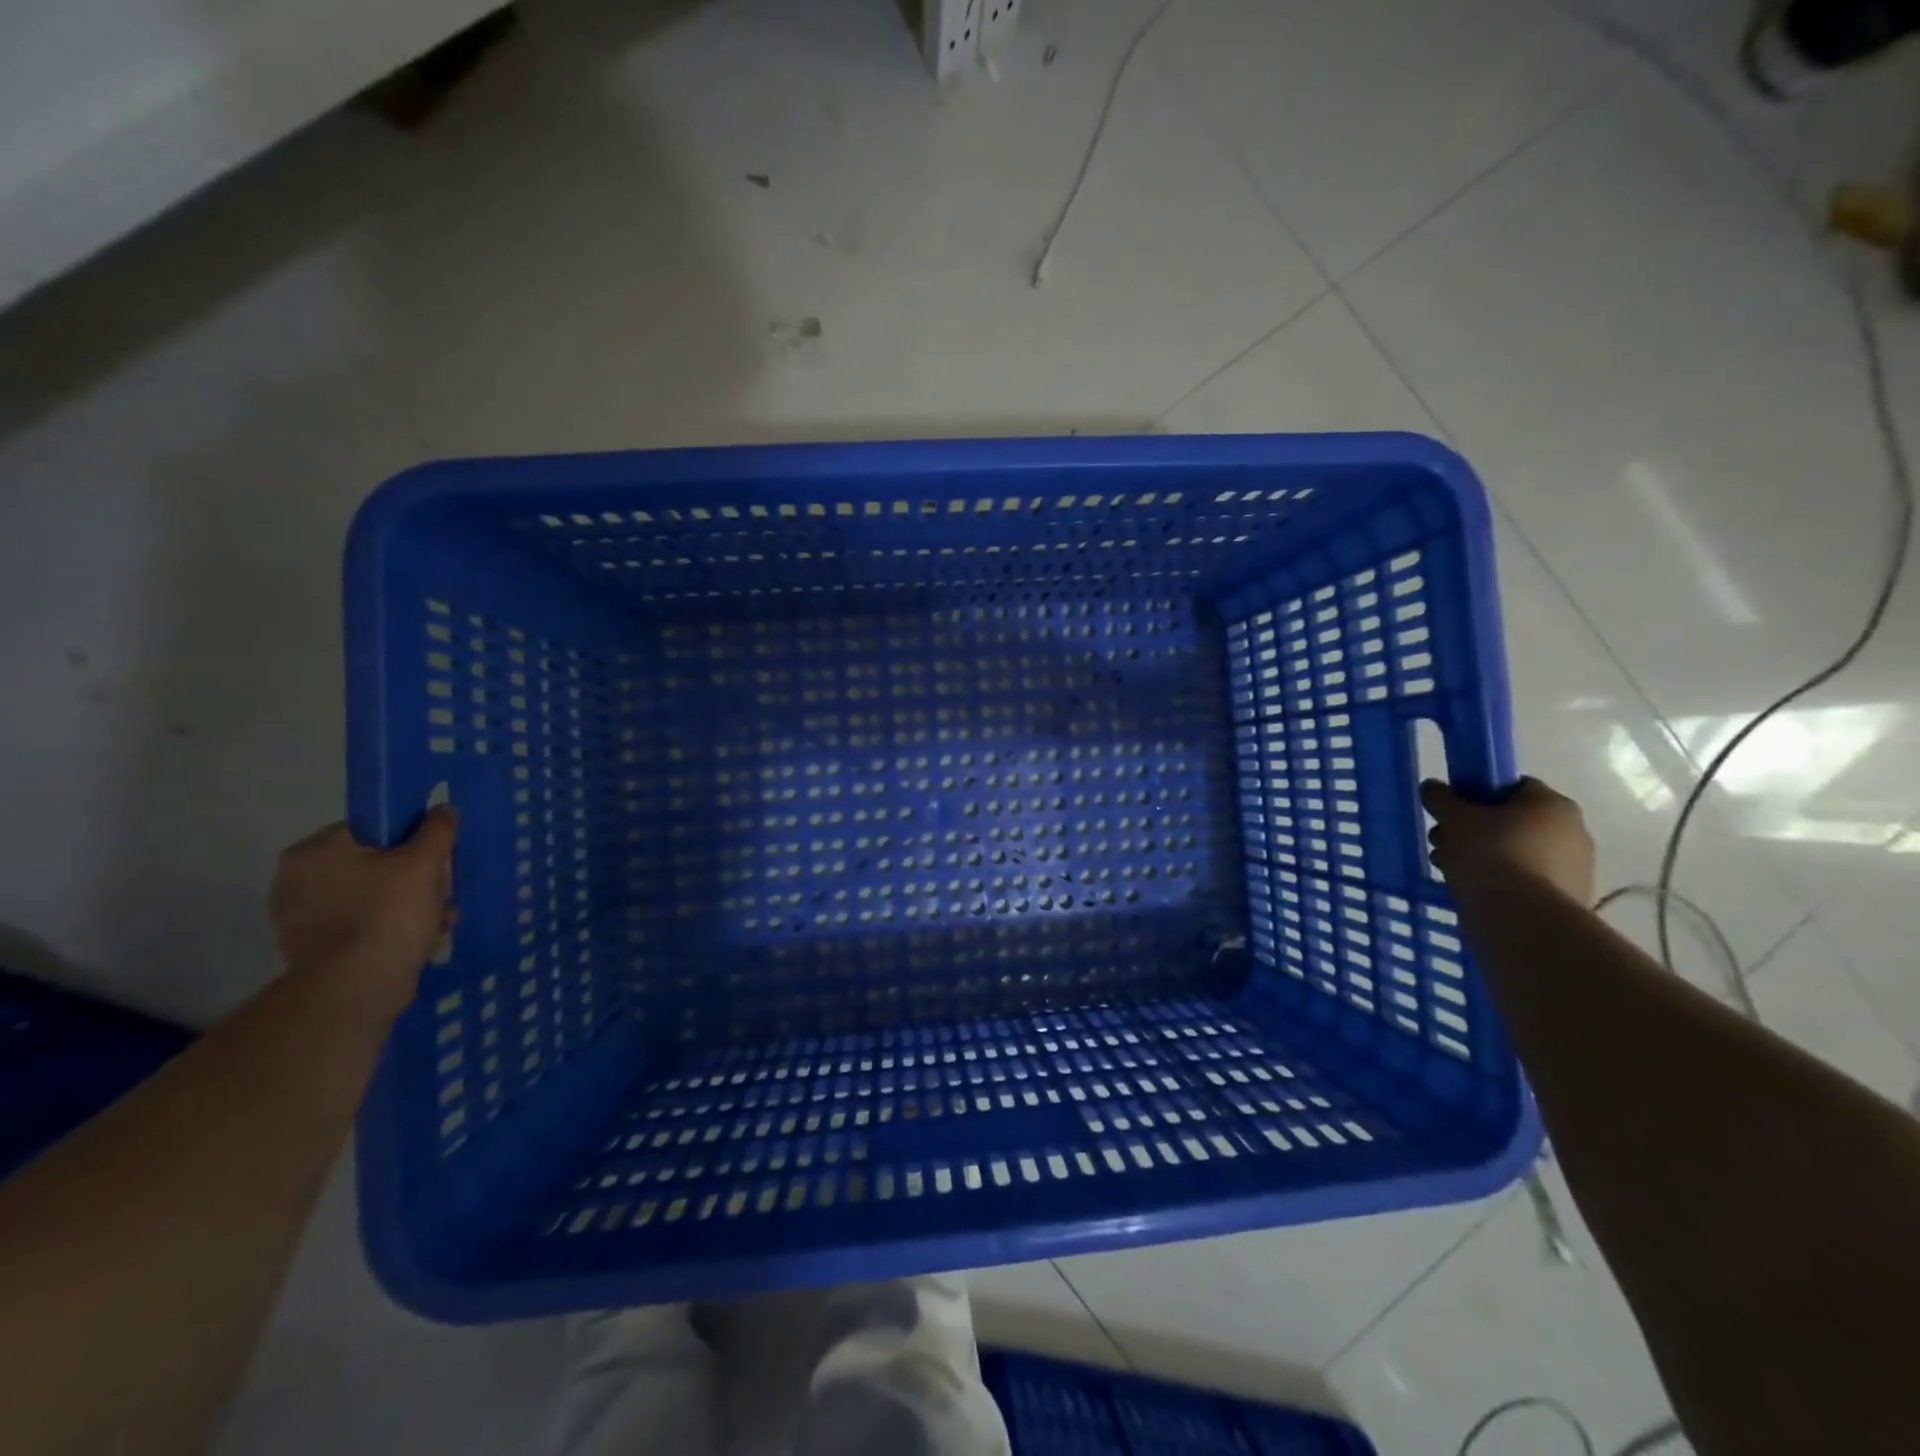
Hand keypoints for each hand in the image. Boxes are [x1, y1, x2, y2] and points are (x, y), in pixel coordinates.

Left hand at [269, 808, 455, 1017]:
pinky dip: (389, 927)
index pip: (369, 828)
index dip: (408, 839)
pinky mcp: (312, 948)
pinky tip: (420, 938)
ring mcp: (299, 917)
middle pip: (373, 864)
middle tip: (441, 891)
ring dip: (407, 903)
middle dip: (413, 877)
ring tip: (439, 918)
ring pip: (370, 895)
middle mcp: (295, 880)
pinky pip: (360, 924)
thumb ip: (436, 830)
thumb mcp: (425, 862)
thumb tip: (442, 810)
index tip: (433, 857)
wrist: (357, 986)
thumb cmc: (388, 912)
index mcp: (314, 851)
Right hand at [1420, 776, 1594, 905]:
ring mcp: (1576, 869)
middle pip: (1513, 822)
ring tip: (1451, 870)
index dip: (1478, 795)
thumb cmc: (1489, 854)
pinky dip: (1501, 882)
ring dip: (1484, 857)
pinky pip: (1525, 880)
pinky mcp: (1568, 900)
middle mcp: (1574, 831)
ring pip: (1517, 853)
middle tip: (1443, 842)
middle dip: (1475, 830)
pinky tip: (1474, 891)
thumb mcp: (1454, 818)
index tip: (1452, 812)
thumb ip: (1441, 798)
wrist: (1521, 919)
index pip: (1513, 787)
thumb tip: (1432, 786)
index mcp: (1553, 804)